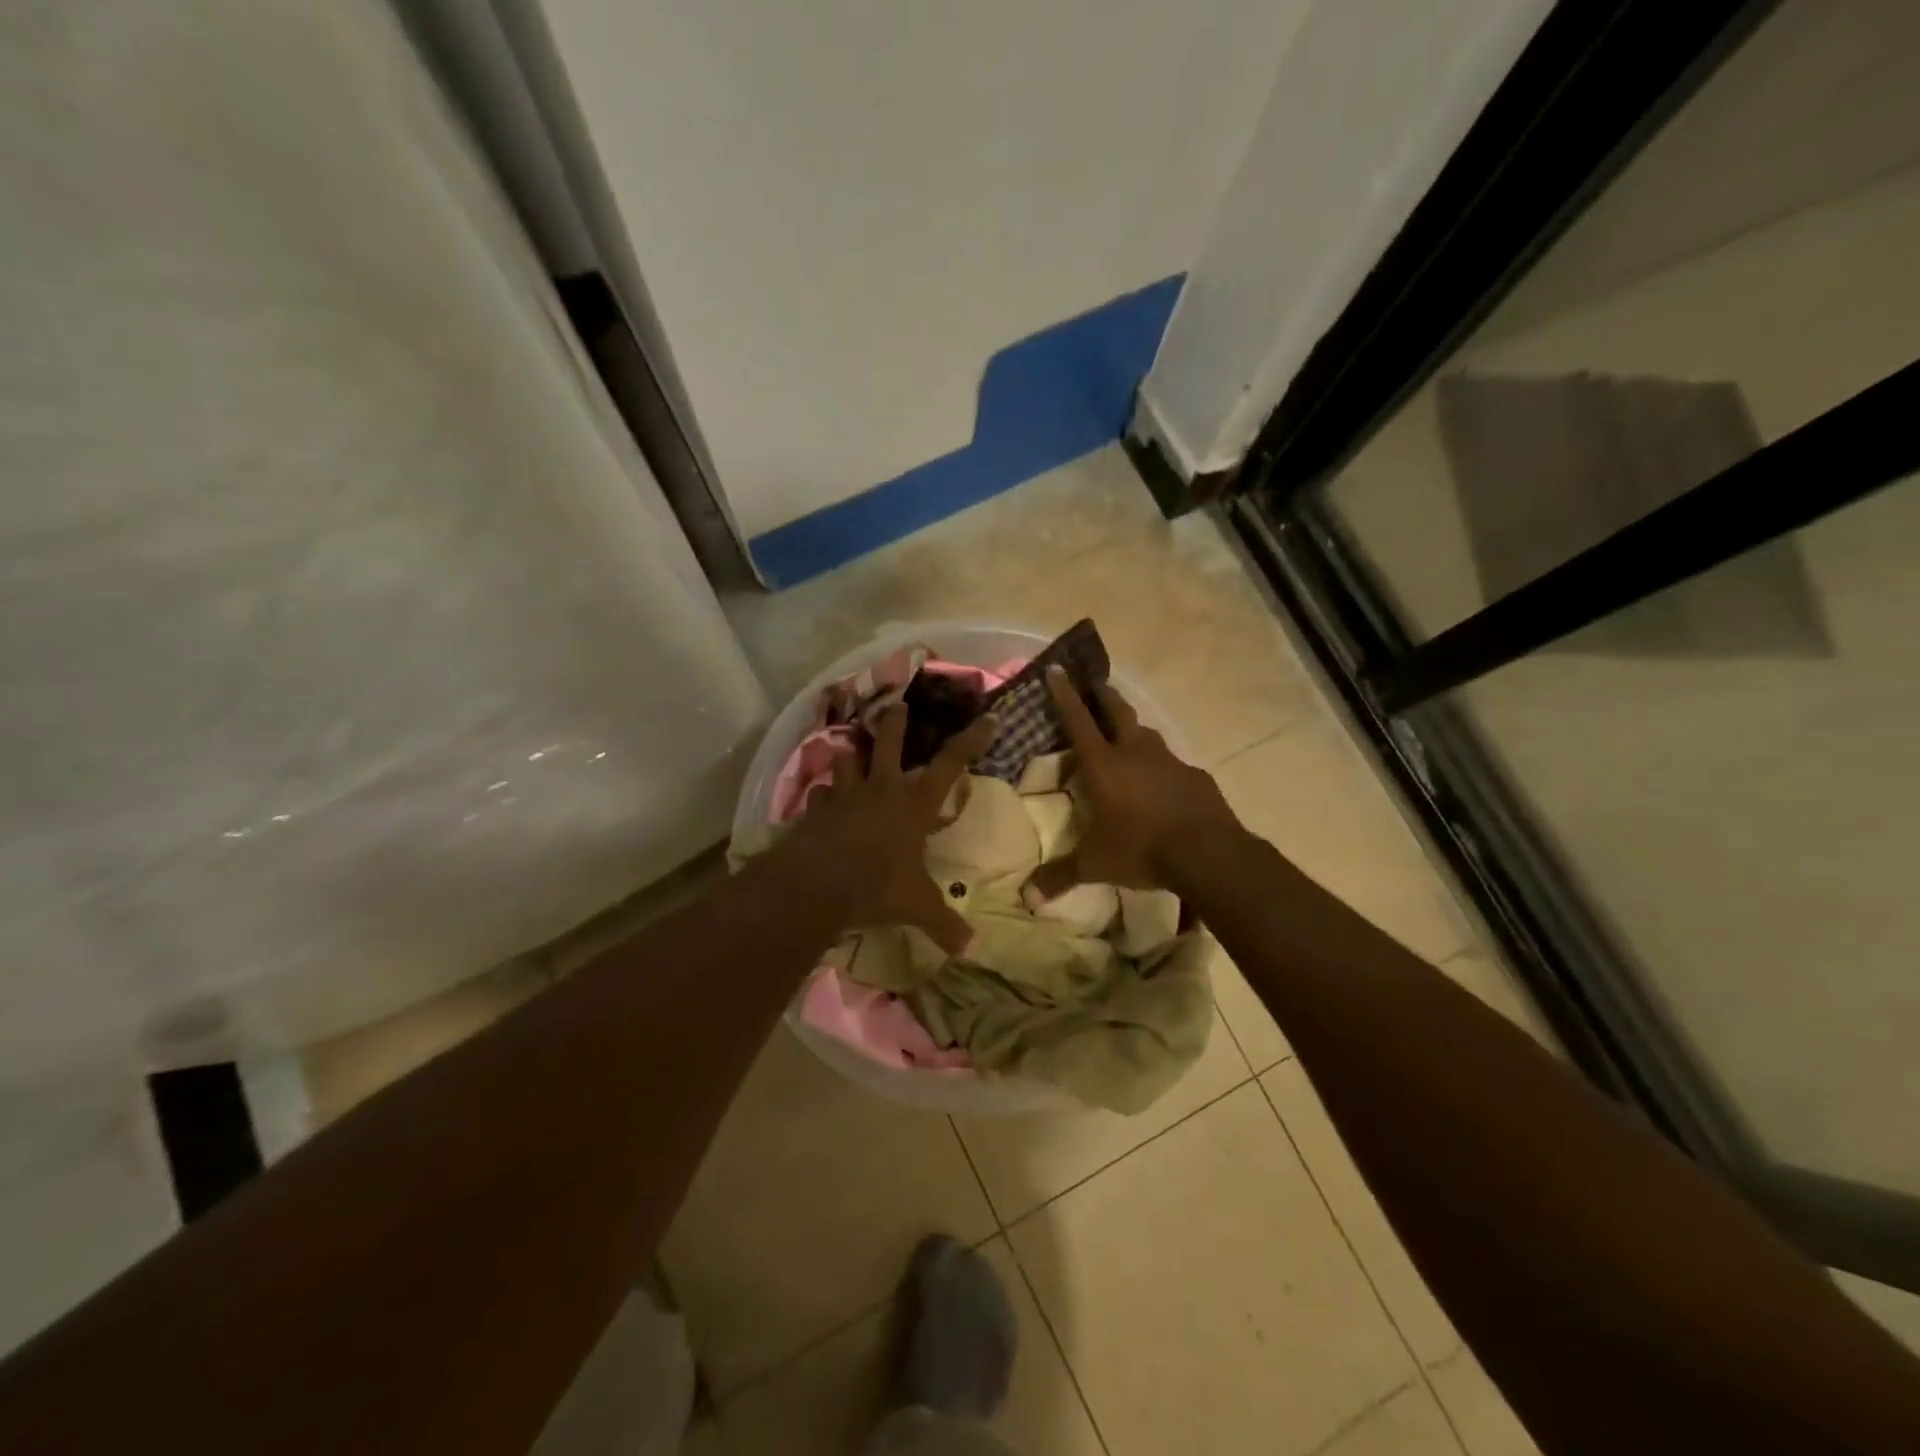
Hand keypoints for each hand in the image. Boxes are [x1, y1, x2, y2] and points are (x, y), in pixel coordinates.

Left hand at [782, 704, 997, 953]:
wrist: (816, 885)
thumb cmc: (876, 887)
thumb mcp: (917, 907)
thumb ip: (944, 924)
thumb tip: (970, 949)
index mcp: (913, 805)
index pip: (951, 764)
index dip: (971, 741)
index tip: (988, 718)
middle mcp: (881, 790)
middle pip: (889, 744)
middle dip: (895, 723)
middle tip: (896, 704)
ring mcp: (845, 796)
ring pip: (848, 761)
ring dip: (852, 756)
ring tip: (852, 752)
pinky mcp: (816, 810)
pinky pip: (821, 795)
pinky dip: (824, 796)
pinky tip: (823, 801)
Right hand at [1026, 666, 1241, 899]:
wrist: (1208, 853)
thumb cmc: (1141, 849)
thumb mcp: (1096, 864)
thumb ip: (1061, 877)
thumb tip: (1027, 899)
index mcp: (1105, 765)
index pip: (1078, 722)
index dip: (1065, 695)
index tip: (1057, 670)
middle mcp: (1136, 753)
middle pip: (1117, 712)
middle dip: (1103, 696)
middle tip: (1095, 683)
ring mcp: (1169, 762)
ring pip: (1147, 734)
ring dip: (1134, 728)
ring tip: (1127, 732)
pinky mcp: (1195, 777)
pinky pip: (1172, 763)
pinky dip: (1160, 765)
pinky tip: (1162, 781)